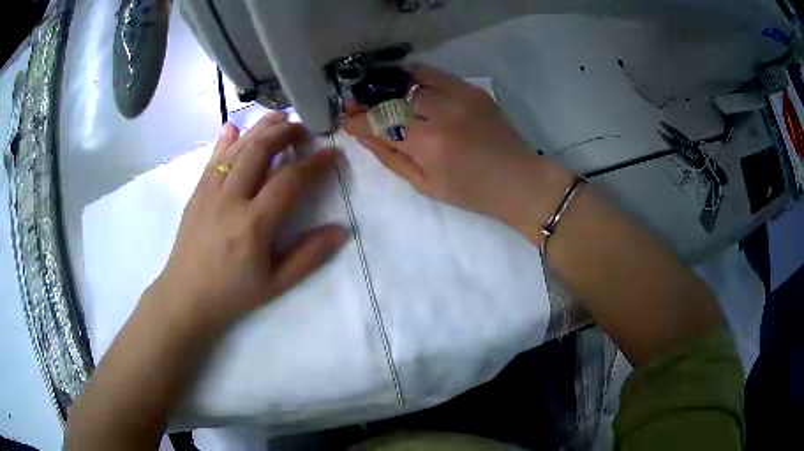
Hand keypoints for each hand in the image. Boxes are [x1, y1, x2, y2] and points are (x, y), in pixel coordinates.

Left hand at [150, 112, 347, 328]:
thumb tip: (341, 231)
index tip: (332, 153)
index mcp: (253, 225)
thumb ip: (309, 256)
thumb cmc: (233, 293)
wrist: (186, 297)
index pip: (289, 181)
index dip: (314, 164)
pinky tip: (234, 127)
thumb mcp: (276, 283)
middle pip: (260, 151)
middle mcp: (230, 200)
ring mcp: (209, 193)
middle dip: (285, 133)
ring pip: (236, 148)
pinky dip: (225, 140)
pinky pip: (212, 159)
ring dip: (260, 128)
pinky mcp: (196, 193)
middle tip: (304, 127)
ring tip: (279, 116)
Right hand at [344, 64, 572, 240]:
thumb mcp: (424, 184)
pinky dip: (415, 75)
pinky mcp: (472, 90)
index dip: (358, 120)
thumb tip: (362, 134)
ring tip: (380, 92)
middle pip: (393, 98)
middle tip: (358, 104)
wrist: (519, 180)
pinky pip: (435, 73)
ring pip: (411, 80)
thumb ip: (390, 157)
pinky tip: (406, 82)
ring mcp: (459, 97)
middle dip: (370, 101)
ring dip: (390, 86)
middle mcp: (442, 114)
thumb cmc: (471, 192)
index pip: (381, 123)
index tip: (346, 119)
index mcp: (429, 145)